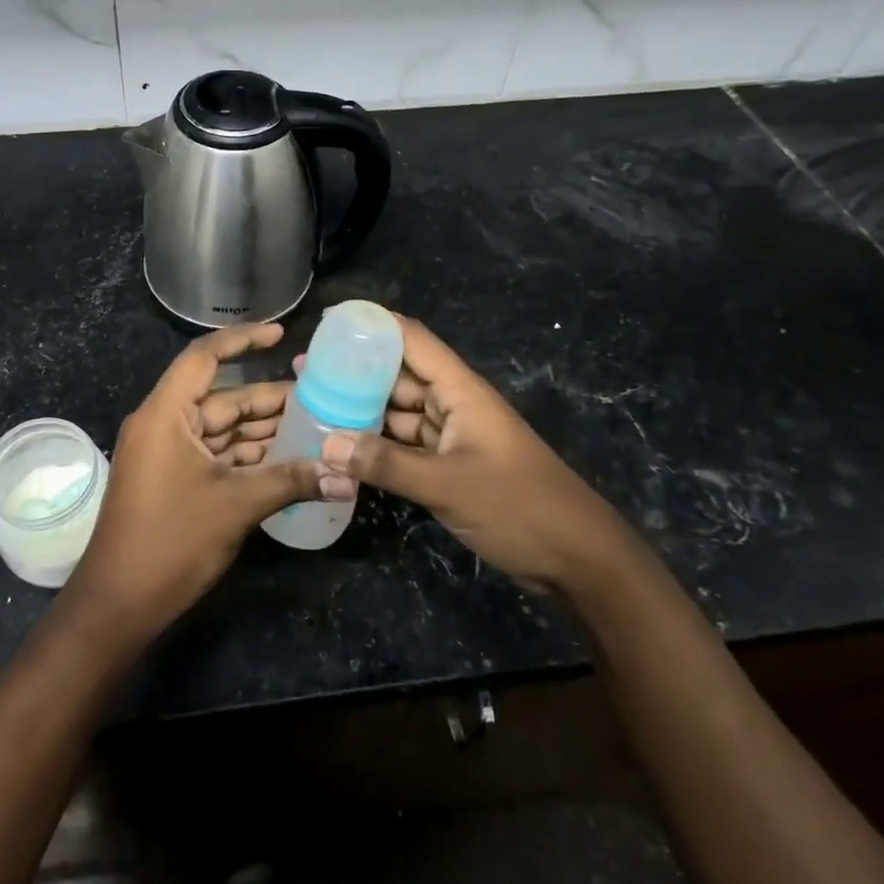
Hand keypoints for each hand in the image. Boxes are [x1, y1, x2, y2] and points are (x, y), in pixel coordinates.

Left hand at [67, 323, 319, 636]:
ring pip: (221, 429)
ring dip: (262, 430)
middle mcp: (163, 424)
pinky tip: (286, 459)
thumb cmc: (170, 541)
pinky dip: (247, 455)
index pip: (203, 358)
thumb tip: (347, 476)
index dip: (242, 340)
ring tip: (313, 426)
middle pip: (221, 398)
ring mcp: (166, 454)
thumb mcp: (235, 506)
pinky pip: (215, 454)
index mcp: (165, 414)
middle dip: (268, 399)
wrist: (119, 604)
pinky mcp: (173, 479)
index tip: (280, 334)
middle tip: (319, 397)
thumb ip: (291, 481)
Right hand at [315, 315, 630, 592]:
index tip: (327, 322)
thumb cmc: (518, 507)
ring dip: (361, 409)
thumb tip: (325, 445)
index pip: (411, 339)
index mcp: (460, 390)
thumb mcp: (447, 485)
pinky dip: (377, 444)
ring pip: (398, 411)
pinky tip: (343, 447)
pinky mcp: (450, 466)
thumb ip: (385, 464)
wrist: (578, 561)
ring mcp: (452, 436)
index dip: (372, 324)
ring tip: (313, 404)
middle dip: (354, 370)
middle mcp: (453, 404)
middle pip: (398, 374)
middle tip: (304, 370)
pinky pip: (405, 444)